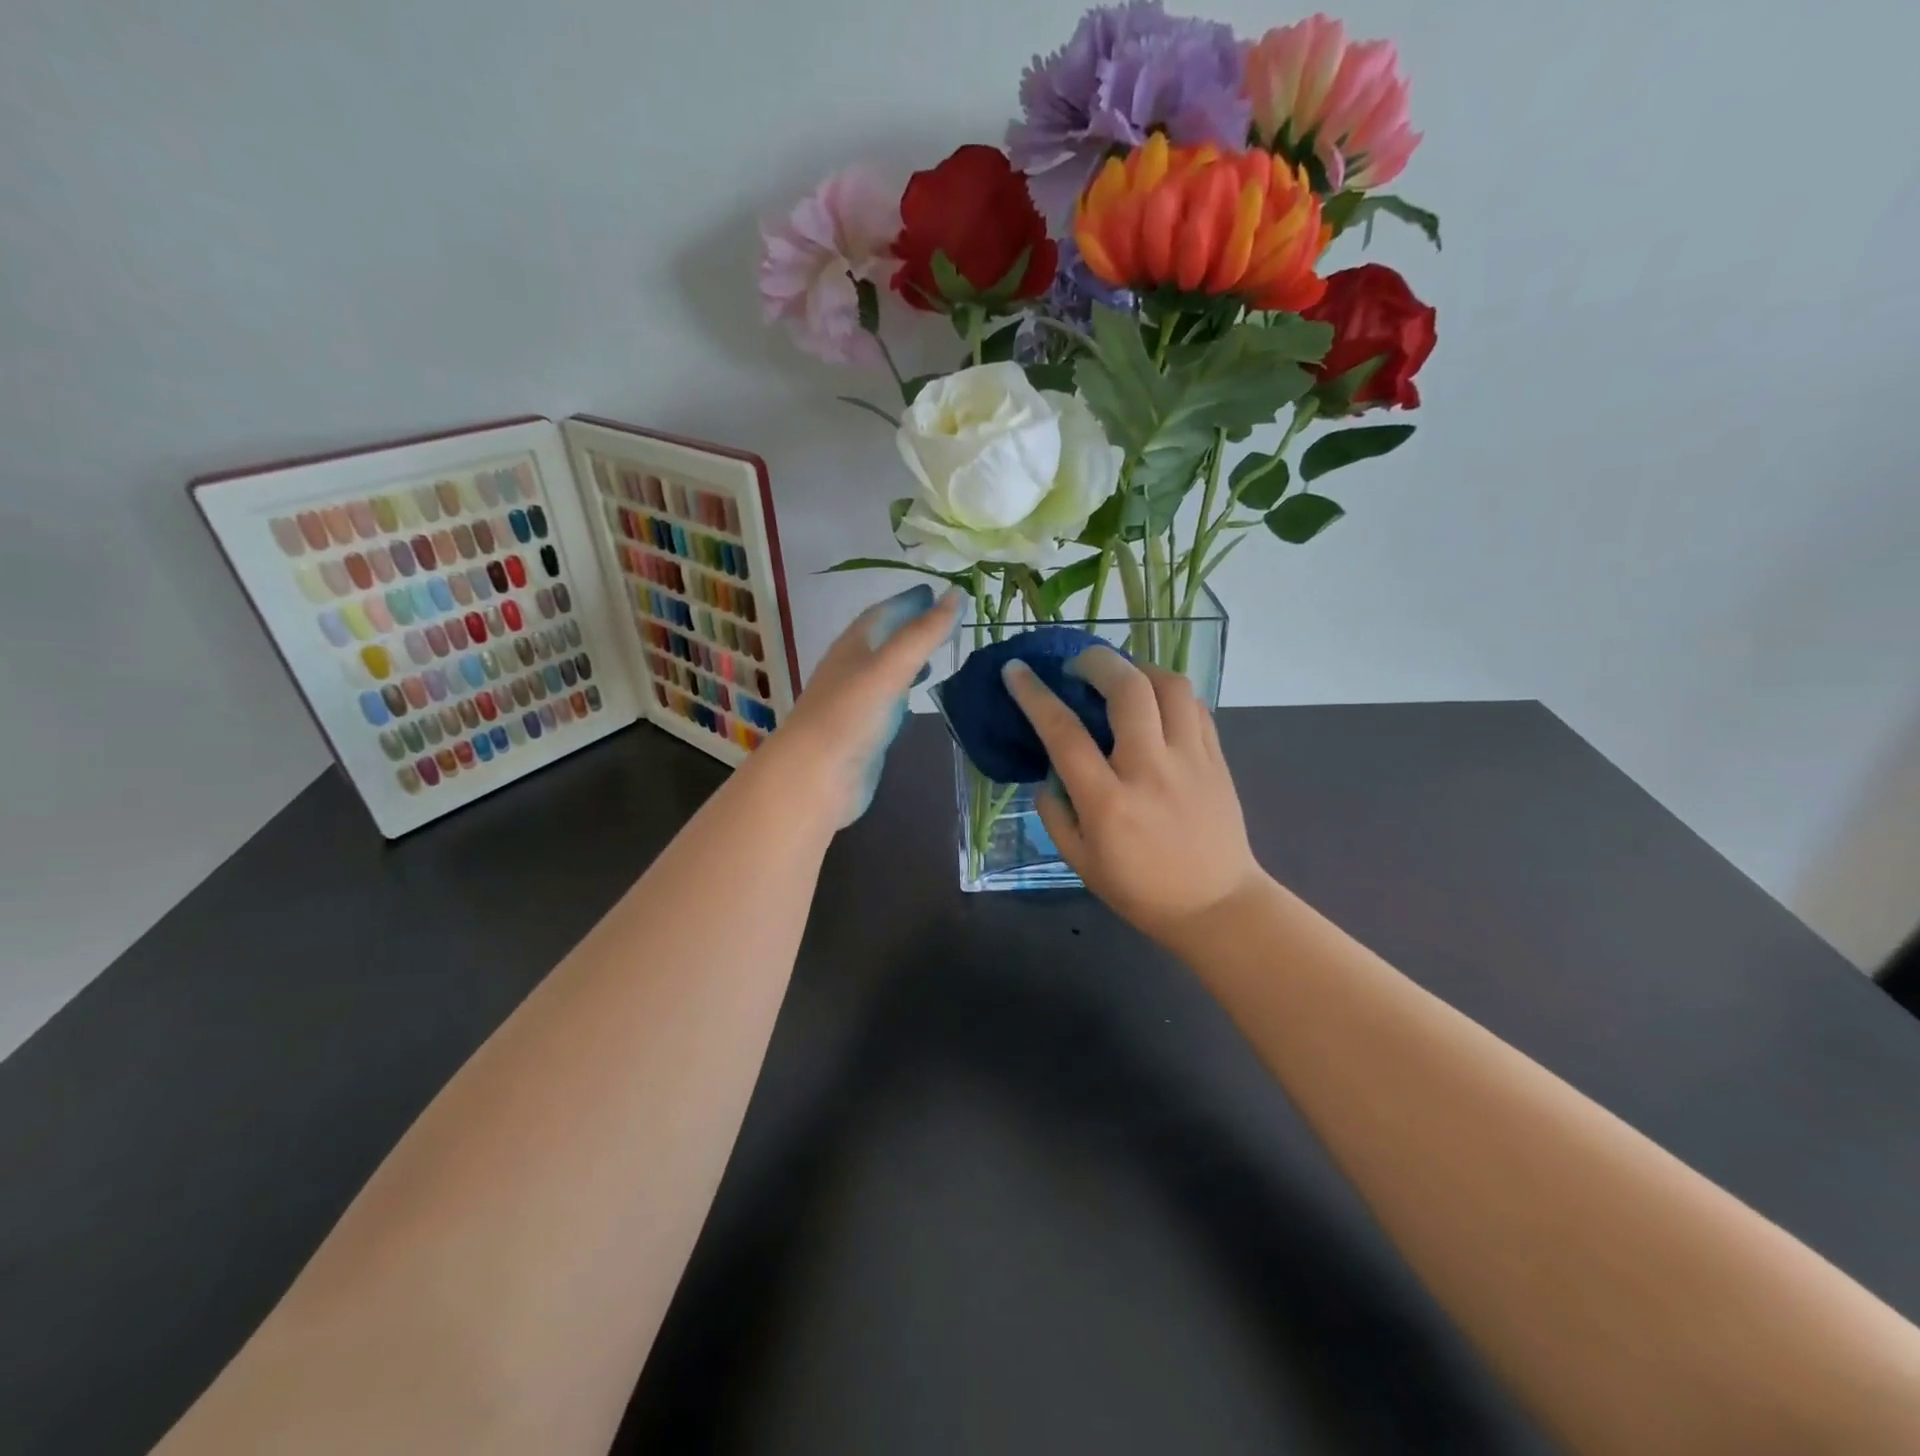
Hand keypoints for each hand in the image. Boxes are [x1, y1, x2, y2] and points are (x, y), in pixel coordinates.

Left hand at [769, 584, 963, 826]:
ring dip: (909, 659)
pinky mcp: (863, 731)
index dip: (909, 601)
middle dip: (911, 626)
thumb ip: (924, 633)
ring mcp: (856, 702)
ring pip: (886, 670)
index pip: (883, 613)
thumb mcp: (890, 667)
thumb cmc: (850, 715)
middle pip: (883, 639)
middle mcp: (851, 669)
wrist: (816, 777)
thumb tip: (957, 593)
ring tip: (938, 654)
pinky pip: (888, 701)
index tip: (938, 591)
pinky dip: (905, 691)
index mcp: (853, 646)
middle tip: (944, 619)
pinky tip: (918, 697)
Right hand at [1002, 646, 1265, 946]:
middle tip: (1077, 666)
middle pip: (1127, 689)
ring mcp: (1190, 760)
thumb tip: (1050, 771)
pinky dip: (1168, 693)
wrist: (1216, 906)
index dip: (1034, 695)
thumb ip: (1055, 813)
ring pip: (1170, 686)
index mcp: (1108, 802)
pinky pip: (1195, 706)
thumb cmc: (1140, 890)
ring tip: (1120, 676)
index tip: (1016, 670)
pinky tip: (1153, 703)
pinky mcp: (1216, 759)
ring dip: (1138, 668)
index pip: (1064, 733)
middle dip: (1096, 661)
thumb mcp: (1080, 861)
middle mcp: (1150, 770)